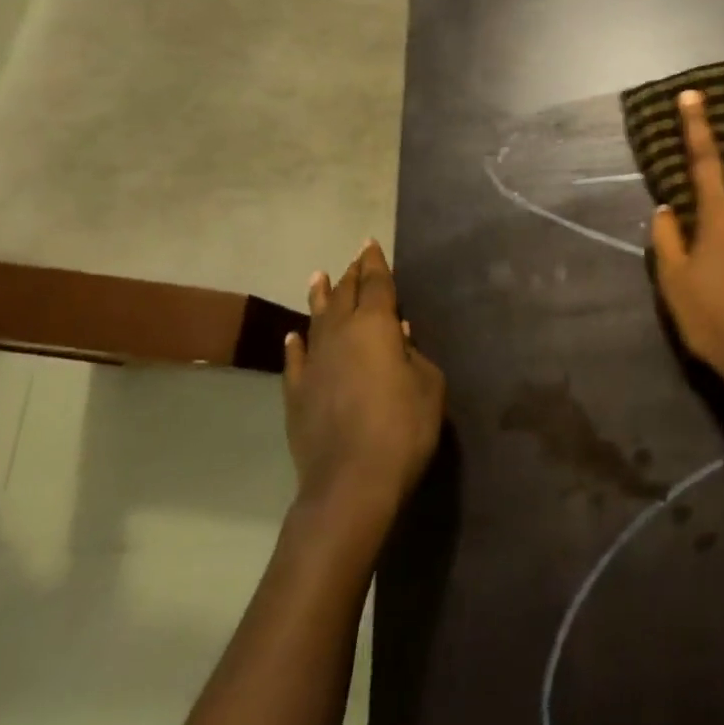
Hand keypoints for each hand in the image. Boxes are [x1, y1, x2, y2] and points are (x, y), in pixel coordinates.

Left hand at [284, 241, 444, 516]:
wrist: (352, 481)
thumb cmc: (404, 427)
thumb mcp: (429, 385)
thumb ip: (414, 354)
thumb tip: (398, 334)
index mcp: (375, 327)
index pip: (375, 284)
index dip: (375, 263)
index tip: (370, 243)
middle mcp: (340, 335)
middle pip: (344, 296)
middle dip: (351, 275)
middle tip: (355, 259)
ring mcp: (313, 364)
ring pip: (315, 320)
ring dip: (320, 297)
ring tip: (318, 277)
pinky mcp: (296, 393)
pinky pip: (295, 359)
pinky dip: (296, 343)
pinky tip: (295, 335)